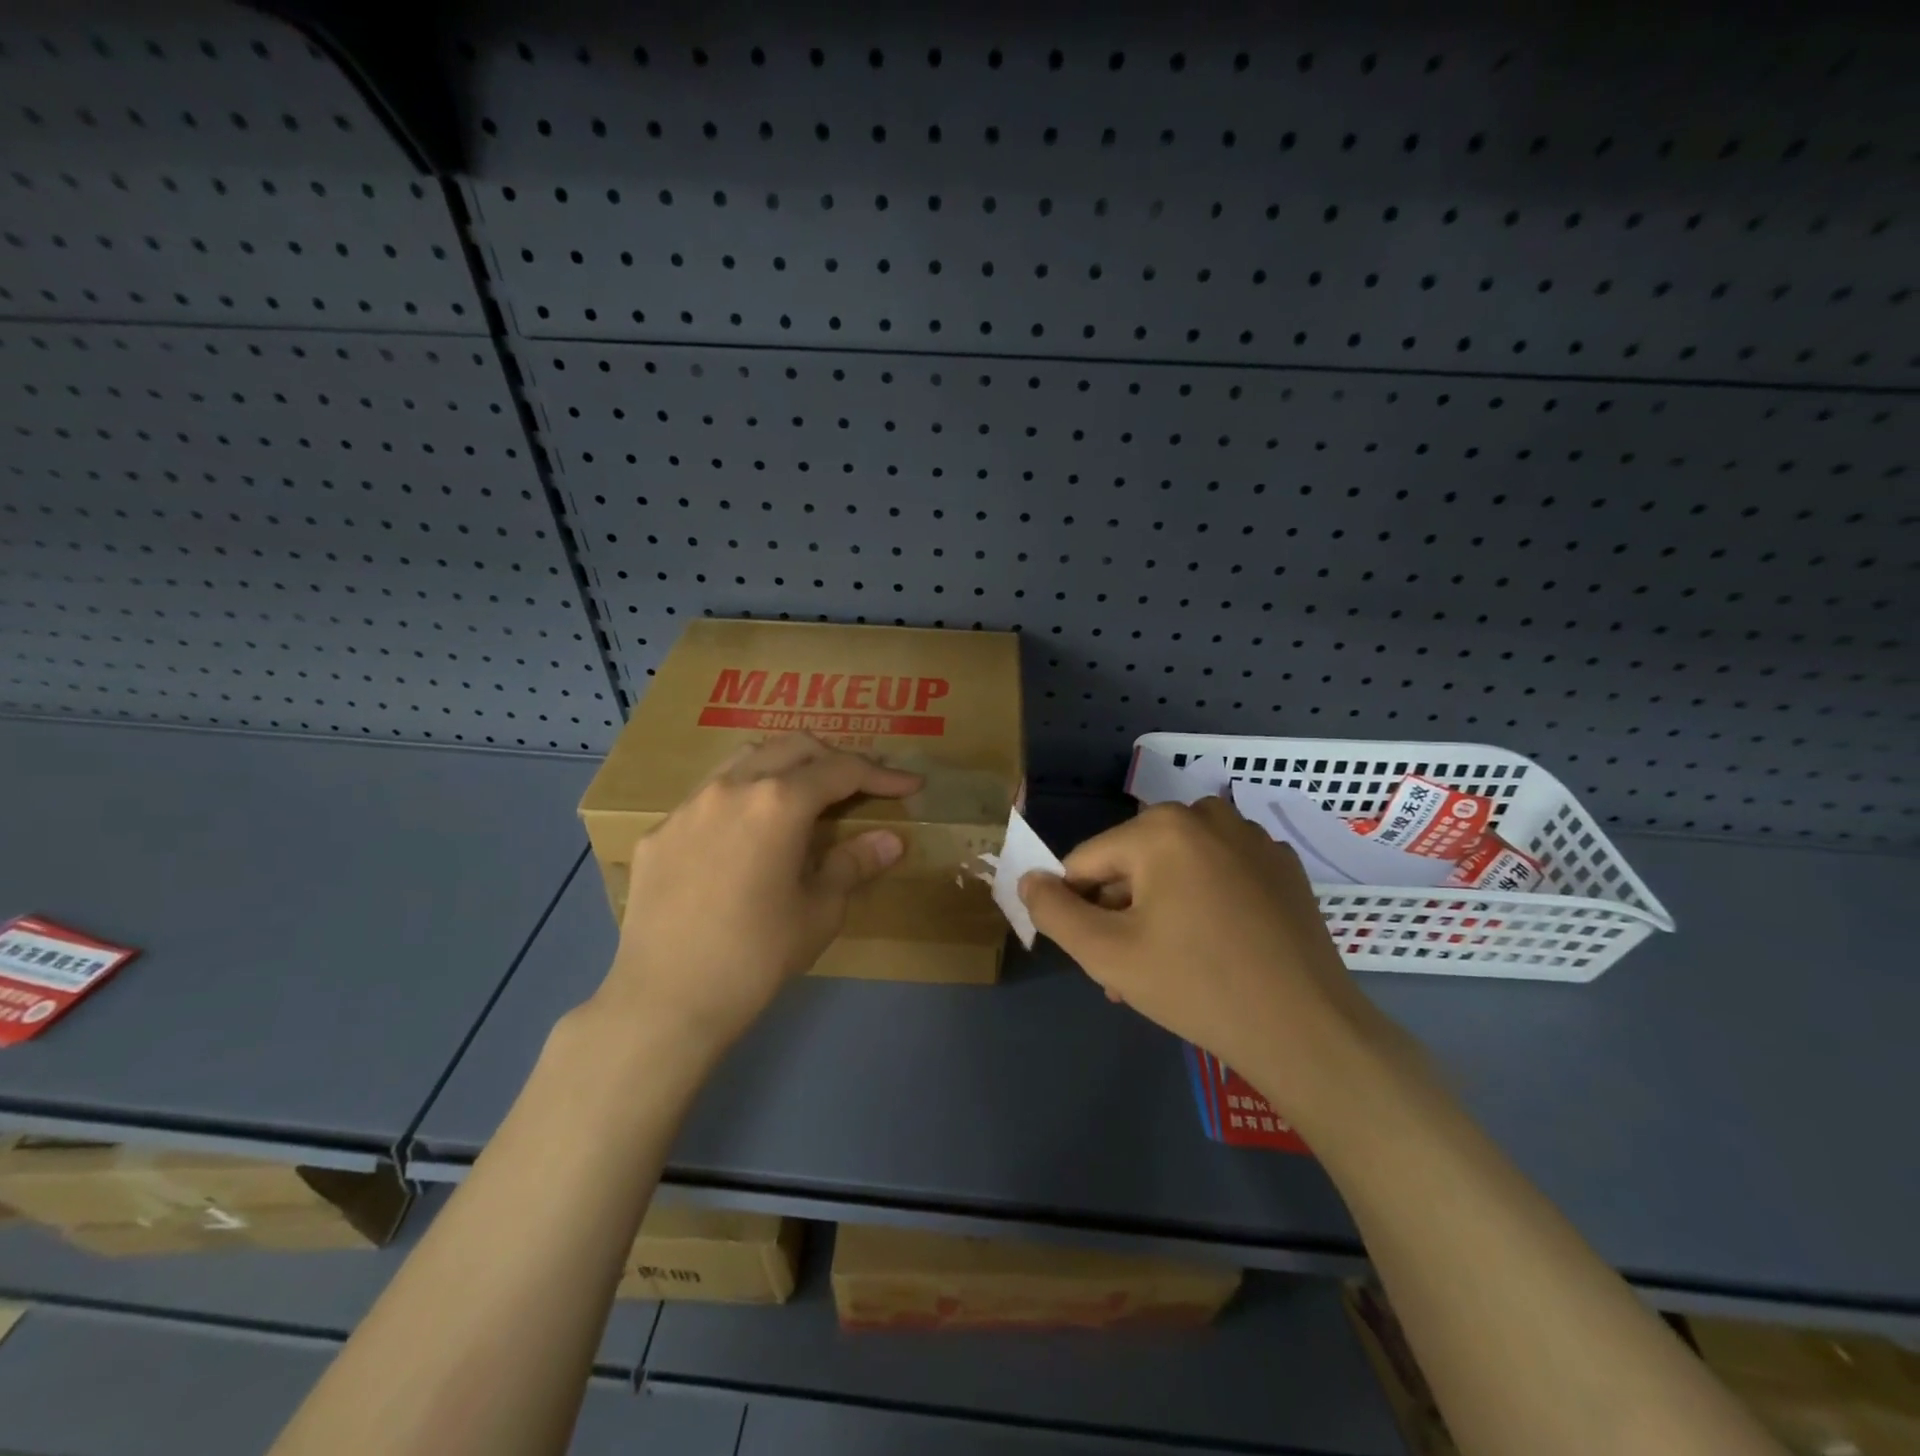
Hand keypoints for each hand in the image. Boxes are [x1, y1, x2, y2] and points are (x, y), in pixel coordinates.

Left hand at [598, 733, 920, 1054]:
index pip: (841, 770)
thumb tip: (891, 840)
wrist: (666, 999)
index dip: (881, 775)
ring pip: (745, 759)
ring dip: (784, 765)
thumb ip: (854, 863)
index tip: (910, 785)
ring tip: (804, 793)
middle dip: (834, 758)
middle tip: (860, 784)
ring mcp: (689, 805)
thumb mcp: (819, 911)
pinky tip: (746, 834)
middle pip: (793, 748)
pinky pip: (709, 796)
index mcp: (779, 802)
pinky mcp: (661, 832)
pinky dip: (742, 797)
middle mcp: (733, 787)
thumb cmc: (756, 955)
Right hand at [1019, 797, 1391, 1122]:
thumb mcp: (1106, 953)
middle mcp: (1206, 815)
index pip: (1087, 862)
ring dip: (1158, 911)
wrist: (1305, 1030)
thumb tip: (1029, 879)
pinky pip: (1218, 874)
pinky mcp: (1282, 866)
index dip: (1078, 910)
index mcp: (1161, 827)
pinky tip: (1214, 949)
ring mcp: (1251, 838)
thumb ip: (1053, 911)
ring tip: (1166, 967)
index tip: (1095, 957)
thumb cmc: (1196, 985)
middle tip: (1128, 972)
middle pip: (1133, 864)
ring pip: (1175, 869)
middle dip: (1120, 915)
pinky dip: (1202, 903)